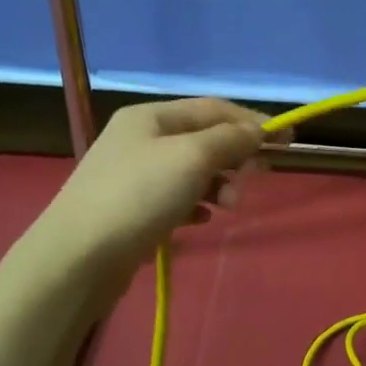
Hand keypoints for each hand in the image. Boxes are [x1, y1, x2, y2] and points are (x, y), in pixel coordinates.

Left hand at [39, 98, 283, 283]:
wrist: (78, 257)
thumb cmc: (139, 195)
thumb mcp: (192, 158)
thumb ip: (230, 140)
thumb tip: (258, 130)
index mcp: (151, 116)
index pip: (213, 108)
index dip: (252, 121)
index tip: (287, 140)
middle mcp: (141, 139)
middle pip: (203, 138)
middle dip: (235, 155)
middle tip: (258, 176)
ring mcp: (133, 175)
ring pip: (192, 170)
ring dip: (219, 183)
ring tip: (230, 205)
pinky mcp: (131, 209)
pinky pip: (175, 198)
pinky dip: (196, 204)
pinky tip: (203, 219)